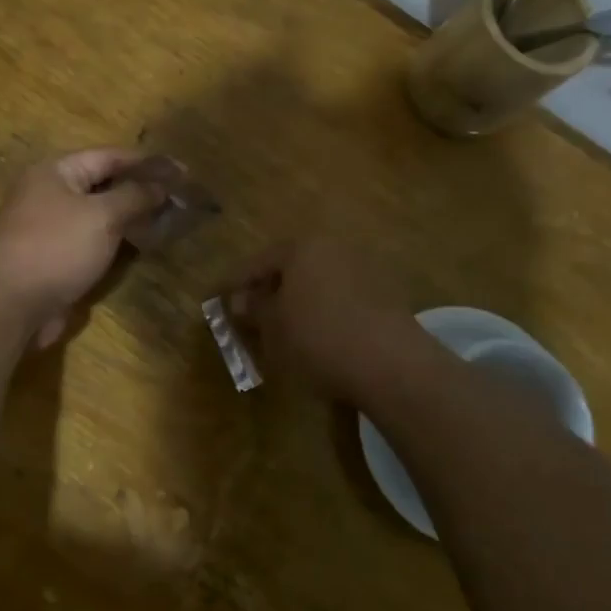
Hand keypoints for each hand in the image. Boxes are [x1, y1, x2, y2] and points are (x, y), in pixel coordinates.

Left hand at [0, 149, 172, 347]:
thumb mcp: (102, 215)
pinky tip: (143, 246)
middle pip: (104, 184)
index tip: (183, 171)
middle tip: (180, 198)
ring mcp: (52, 228)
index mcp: (57, 171)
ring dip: (132, 218)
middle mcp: (51, 194)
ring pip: (100, 215)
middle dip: (141, 190)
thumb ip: (134, 196)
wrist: (9, 304)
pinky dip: (117, 242)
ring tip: (170, 221)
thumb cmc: (56, 247)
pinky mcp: (56, 258)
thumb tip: (160, 184)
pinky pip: (93, 242)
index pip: (110, 156)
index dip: (147, 162)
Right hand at [227, 238, 416, 405]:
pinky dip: (326, 309)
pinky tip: (320, 334)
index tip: (219, 298)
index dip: (236, 282)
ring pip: (319, 281)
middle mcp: (335, 248)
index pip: (259, 262)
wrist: (391, 363)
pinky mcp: (387, 294)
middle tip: (252, 313)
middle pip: (292, 266)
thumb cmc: (318, 338)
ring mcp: (365, 268)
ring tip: (285, 327)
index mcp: (302, 247)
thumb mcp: (274, 327)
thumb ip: (255, 310)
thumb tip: (239, 301)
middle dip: (271, 288)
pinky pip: (343, 296)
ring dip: (300, 299)